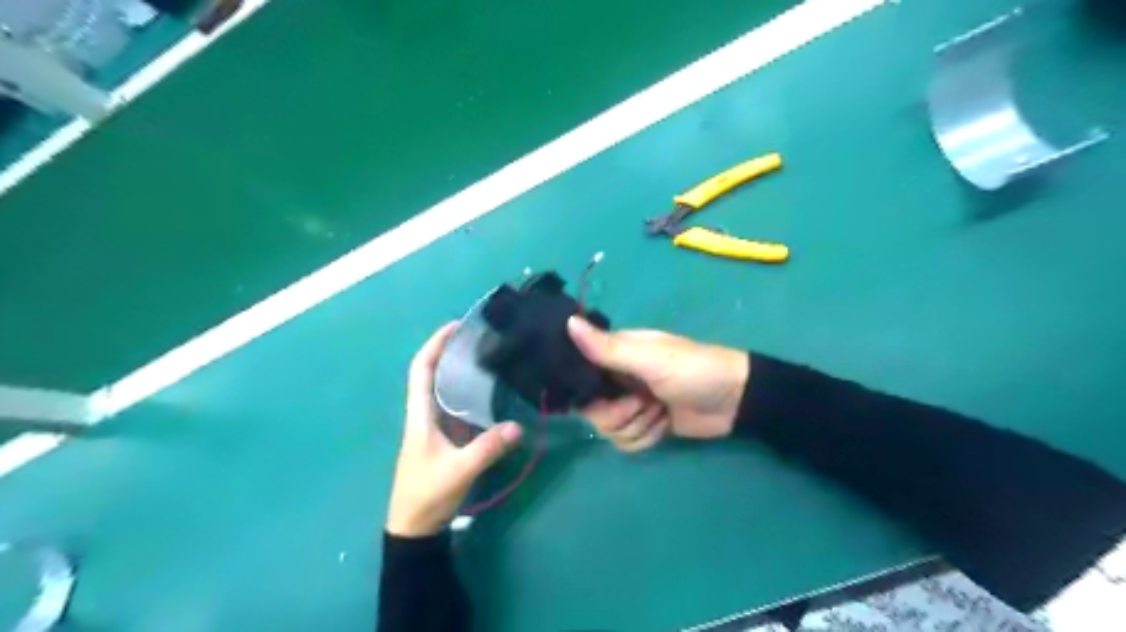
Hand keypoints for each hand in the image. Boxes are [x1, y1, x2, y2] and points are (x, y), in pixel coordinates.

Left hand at [386, 324, 525, 535]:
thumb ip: (487, 448)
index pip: (421, 370)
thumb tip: (518, 426)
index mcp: (419, 415)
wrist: (414, 528)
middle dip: (451, 351)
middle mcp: (424, 415)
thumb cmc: (426, 495)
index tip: (455, 326)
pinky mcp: (444, 439)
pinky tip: (490, 393)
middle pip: (433, 373)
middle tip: (480, 338)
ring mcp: (434, 427)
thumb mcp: (458, 470)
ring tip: (487, 357)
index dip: (434, 344)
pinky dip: (469, 393)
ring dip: (459, 370)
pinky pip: (456, 407)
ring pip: (444, 389)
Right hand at [572, 317, 746, 450]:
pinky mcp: (645, 426)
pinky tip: (663, 426)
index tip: (599, 394)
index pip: (580, 373)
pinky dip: (645, 438)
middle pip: (592, 408)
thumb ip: (607, 348)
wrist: (734, 401)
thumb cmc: (692, 370)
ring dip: (636, 426)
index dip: (583, 389)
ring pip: (609, 429)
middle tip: (641, 404)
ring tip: (659, 413)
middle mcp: (619, 379)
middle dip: (617, 413)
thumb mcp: (649, 358)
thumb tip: (567, 321)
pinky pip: (626, 442)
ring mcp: (632, 405)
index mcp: (617, 354)